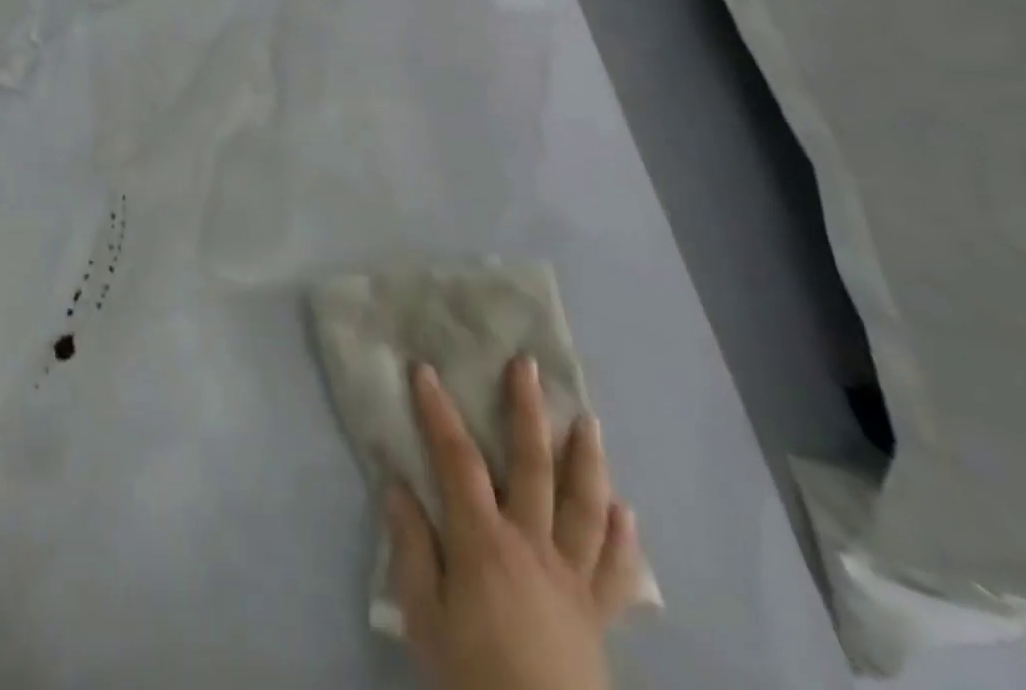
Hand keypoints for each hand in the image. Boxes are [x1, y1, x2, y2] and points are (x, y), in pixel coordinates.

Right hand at [389, 358, 640, 689]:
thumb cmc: (472, 676)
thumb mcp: (423, 616)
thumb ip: (411, 547)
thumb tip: (398, 485)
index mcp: (483, 542)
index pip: (457, 460)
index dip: (438, 412)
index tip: (425, 371)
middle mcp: (533, 545)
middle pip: (533, 467)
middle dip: (527, 412)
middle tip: (526, 367)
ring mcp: (573, 579)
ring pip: (586, 508)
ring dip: (587, 460)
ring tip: (589, 422)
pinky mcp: (599, 615)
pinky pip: (618, 571)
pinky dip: (625, 538)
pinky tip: (627, 510)